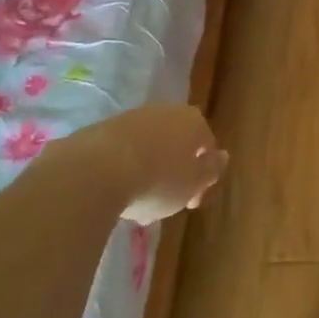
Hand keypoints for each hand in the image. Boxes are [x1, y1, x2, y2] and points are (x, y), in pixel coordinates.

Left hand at [43, 105, 227, 223]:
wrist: (96, 170)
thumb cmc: (158, 180)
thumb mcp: (193, 183)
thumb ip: (212, 170)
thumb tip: (222, 156)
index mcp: (193, 121)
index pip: (207, 147)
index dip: (202, 178)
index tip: (191, 202)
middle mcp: (165, 111)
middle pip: (176, 145)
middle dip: (173, 174)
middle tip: (164, 204)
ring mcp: (132, 118)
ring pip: (149, 148)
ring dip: (147, 173)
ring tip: (136, 205)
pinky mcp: (102, 129)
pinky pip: (122, 152)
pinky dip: (123, 170)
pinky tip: (115, 194)